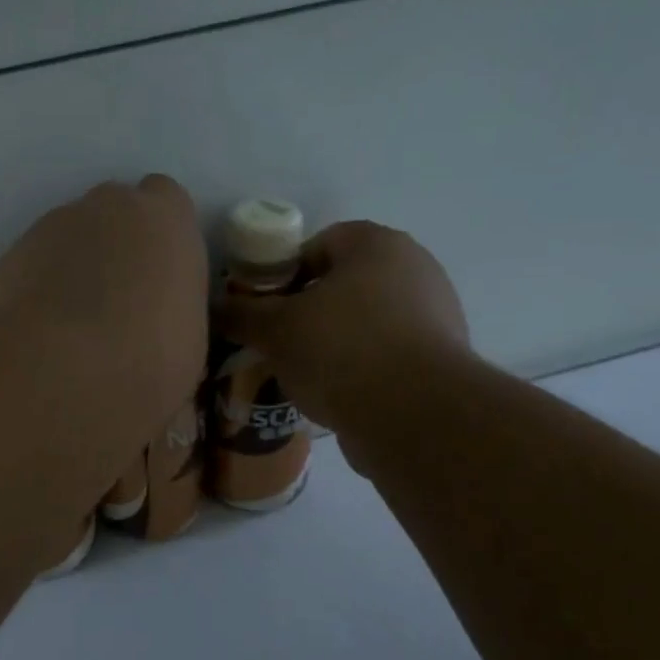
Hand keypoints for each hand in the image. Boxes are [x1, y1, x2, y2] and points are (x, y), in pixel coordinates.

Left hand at [0, 175, 209, 422]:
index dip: (162, 237)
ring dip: (76, 265)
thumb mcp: (189, 340)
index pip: (168, 203)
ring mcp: (54, 224)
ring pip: (71, 236)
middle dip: (117, 244)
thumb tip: (160, 323)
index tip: (160, 275)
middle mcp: (109, 206)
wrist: (63, 370)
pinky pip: (35, 263)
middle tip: (119, 299)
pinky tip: (44, 329)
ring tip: (76, 322)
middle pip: (115, 212)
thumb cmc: (150, 356)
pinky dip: (41, 286)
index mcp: (166, 219)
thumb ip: (175, 309)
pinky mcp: (12, 253)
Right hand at [213, 220, 470, 433]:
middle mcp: (415, 268)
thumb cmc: (340, 349)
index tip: (266, 307)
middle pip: (346, 283)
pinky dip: (364, 369)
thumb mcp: (275, 329)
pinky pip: (389, 354)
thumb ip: (241, 313)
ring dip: (336, 341)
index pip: (320, 243)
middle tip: (280, 341)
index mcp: (377, 244)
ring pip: (368, 321)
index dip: (286, 273)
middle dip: (311, 310)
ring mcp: (437, 315)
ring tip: (305, 373)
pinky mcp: (445, 360)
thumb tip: (214, 306)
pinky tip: (339, 395)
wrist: (414, 416)